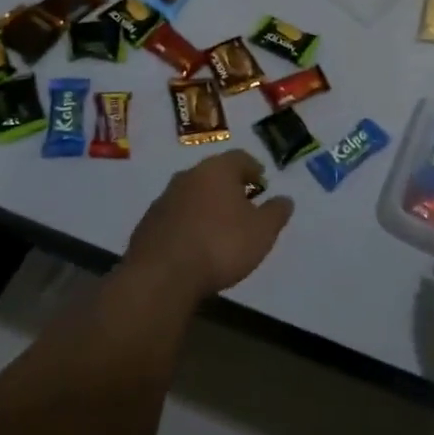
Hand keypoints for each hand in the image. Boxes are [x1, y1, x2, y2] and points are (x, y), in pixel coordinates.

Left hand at [122, 150, 294, 308]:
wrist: (161, 275)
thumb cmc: (220, 245)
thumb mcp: (261, 232)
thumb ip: (276, 213)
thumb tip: (285, 199)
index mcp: (218, 170)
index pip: (240, 158)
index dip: (253, 169)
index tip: (261, 182)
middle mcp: (189, 175)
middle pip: (214, 174)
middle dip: (228, 186)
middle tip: (243, 204)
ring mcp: (164, 198)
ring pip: (192, 194)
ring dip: (206, 205)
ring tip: (218, 228)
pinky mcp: (148, 223)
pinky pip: (175, 216)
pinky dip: (187, 224)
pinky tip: (194, 245)